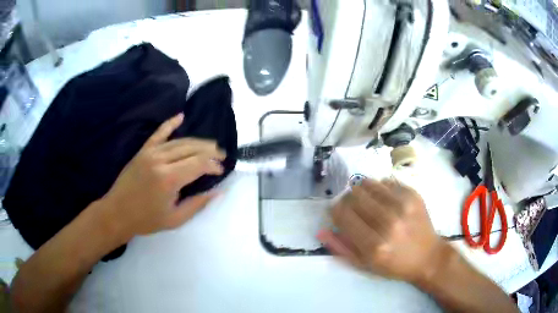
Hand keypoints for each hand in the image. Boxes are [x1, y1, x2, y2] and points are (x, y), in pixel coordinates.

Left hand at [100, 113, 225, 240]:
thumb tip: (219, 191)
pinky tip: (180, 116)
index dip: (213, 165)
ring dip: (197, 142)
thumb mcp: (175, 219)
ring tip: (210, 146)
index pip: (199, 164)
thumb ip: (198, 204)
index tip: (221, 171)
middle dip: (210, 151)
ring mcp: (150, 153)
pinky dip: (170, 124)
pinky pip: (158, 134)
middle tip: (221, 156)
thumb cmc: (146, 220)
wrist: (117, 213)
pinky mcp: (143, 151)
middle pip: (192, 148)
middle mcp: (161, 161)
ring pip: (179, 141)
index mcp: (169, 179)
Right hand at [318, 179, 444, 283]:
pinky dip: (378, 188)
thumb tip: (321, 230)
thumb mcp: (364, 265)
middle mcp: (388, 223)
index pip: (343, 214)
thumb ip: (341, 248)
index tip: (337, 212)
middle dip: (347, 199)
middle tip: (351, 207)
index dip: (335, 210)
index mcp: (374, 246)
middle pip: (354, 196)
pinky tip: (382, 198)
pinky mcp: (413, 195)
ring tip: (365, 200)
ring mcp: (403, 206)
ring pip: (368, 184)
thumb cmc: (394, 265)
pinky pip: (386, 181)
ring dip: (360, 190)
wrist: (428, 257)